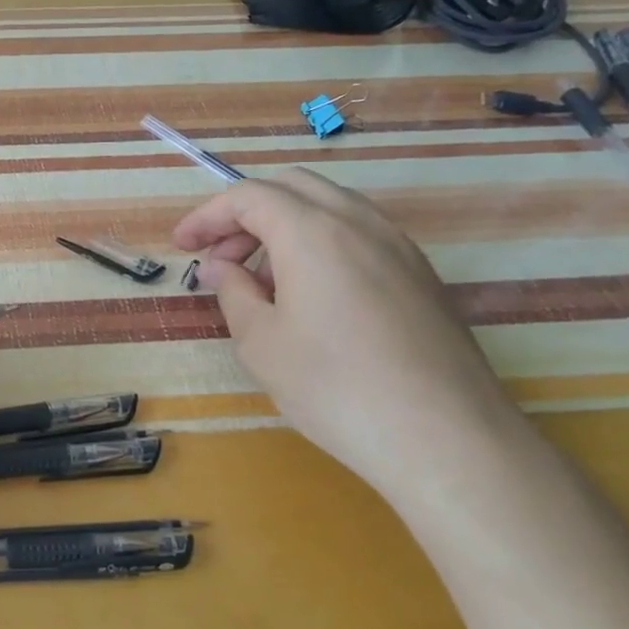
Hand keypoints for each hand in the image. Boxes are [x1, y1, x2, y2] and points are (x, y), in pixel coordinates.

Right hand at [174, 169, 530, 501]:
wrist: (447, 440)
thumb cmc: (335, 387)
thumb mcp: (260, 342)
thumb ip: (233, 292)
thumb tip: (223, 268)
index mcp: (313, 232)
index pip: (249, 196)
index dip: (207, 216)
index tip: (181, 245)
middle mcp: (361, 224)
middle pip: (292, 188)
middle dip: (245, 213)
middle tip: (219, 256)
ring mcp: (400, 248)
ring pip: (330, 208)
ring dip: (284, 227)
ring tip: (260, 280)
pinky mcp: (423, 277)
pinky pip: (360, 236)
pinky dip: (321, 245)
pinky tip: (310, 296)